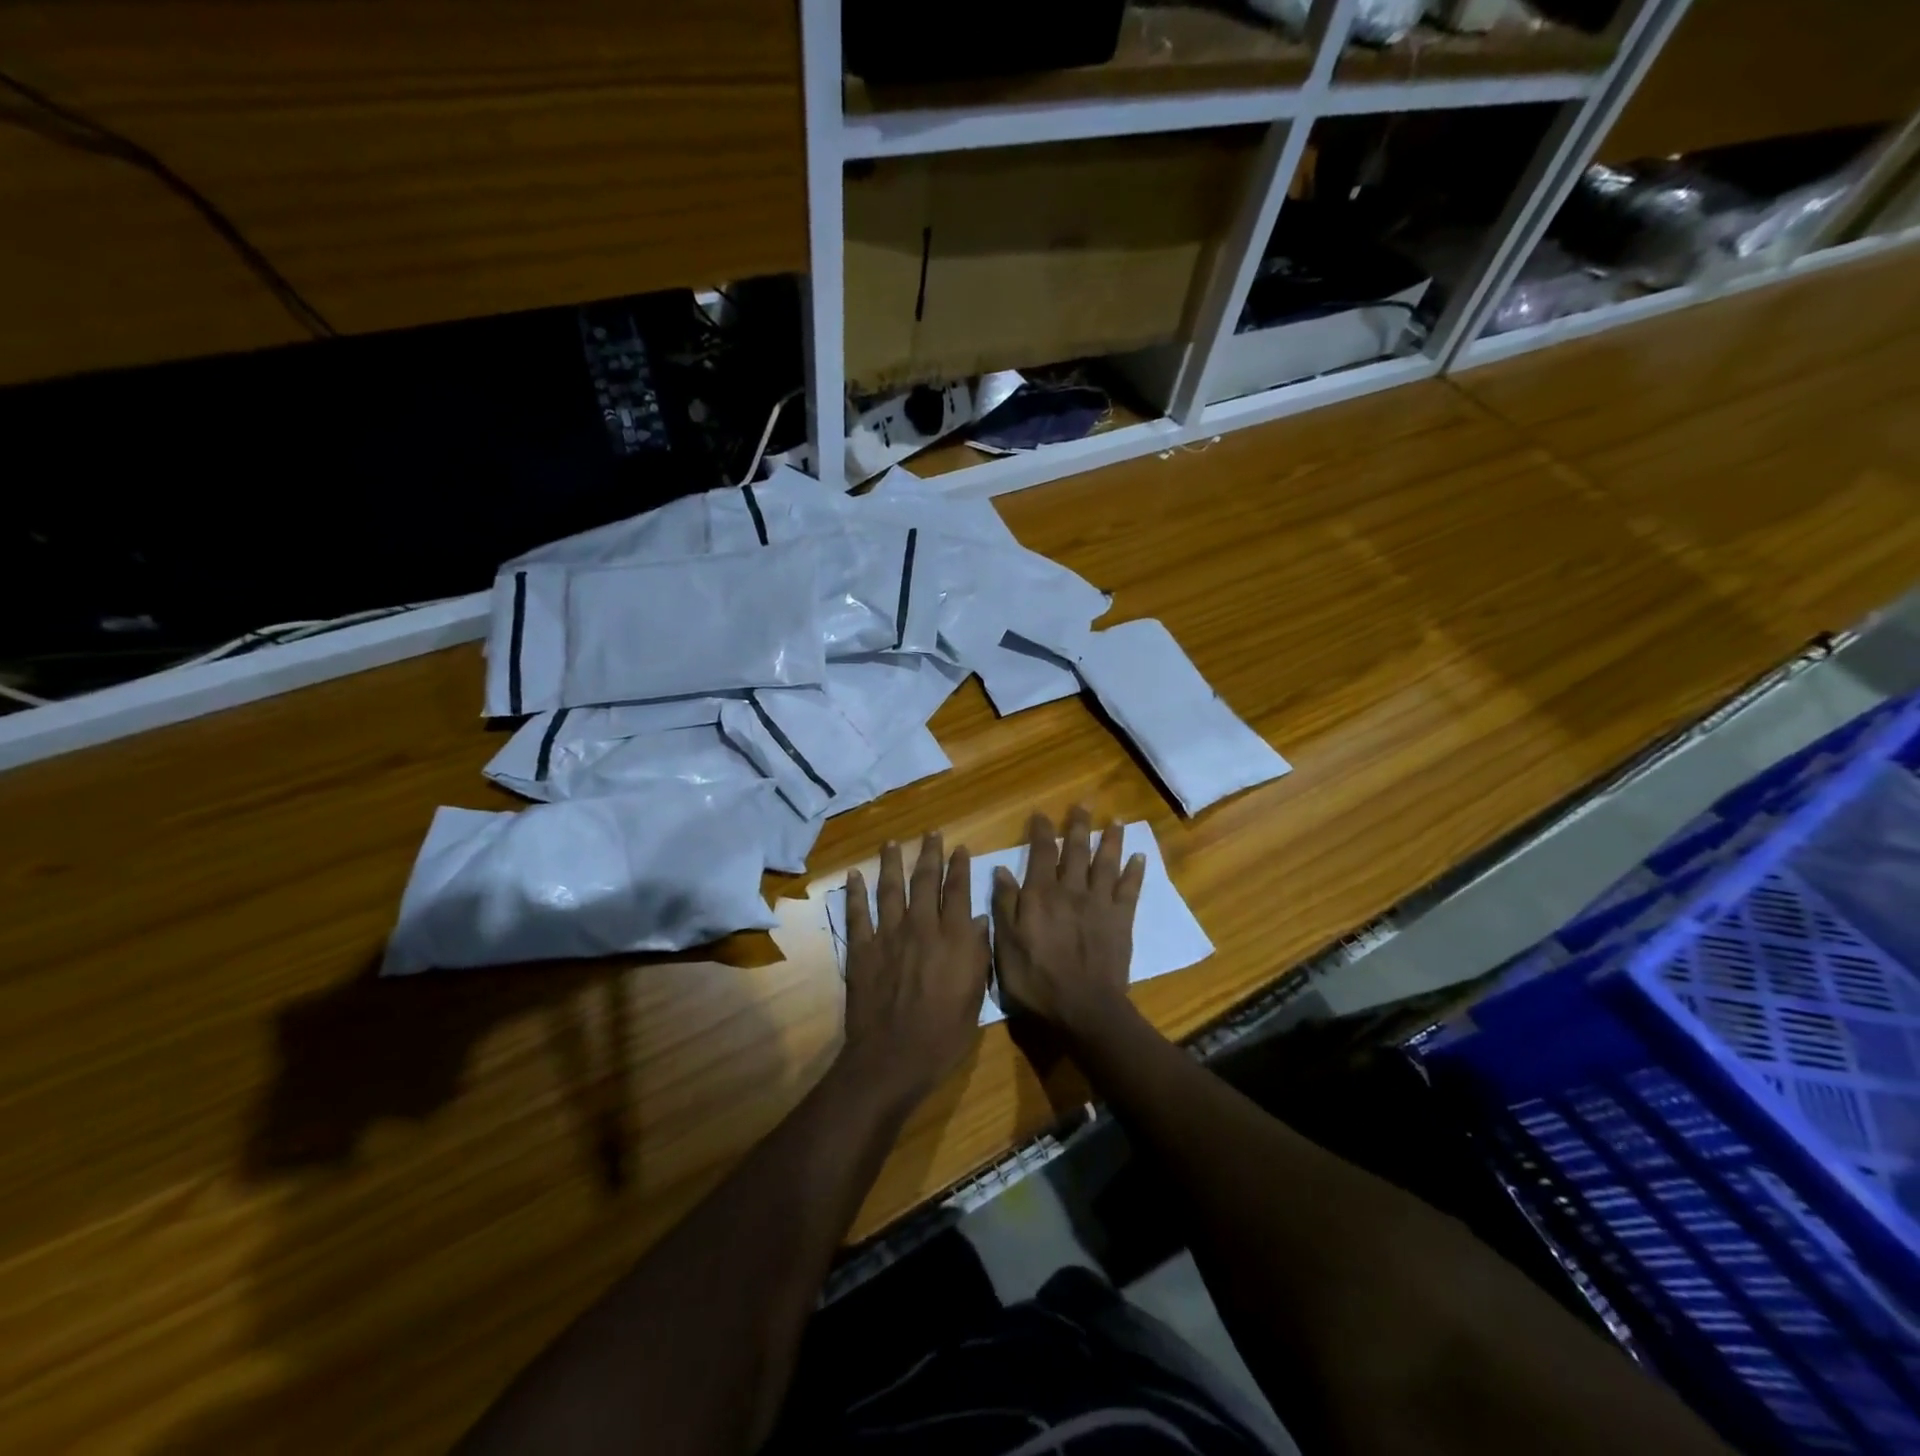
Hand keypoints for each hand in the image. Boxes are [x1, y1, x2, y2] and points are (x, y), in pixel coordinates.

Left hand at [841, 833, 991, 1108]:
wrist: (894, 1057)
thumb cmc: (944, 1033)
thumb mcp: (975, 996)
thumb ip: (977, 953)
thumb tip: (980, 918)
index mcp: (953, 938)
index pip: (958, 891)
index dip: (960, 867)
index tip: (960, 848)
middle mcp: (922, 927)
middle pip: (925, 881)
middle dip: (930, 854)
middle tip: (931, 833)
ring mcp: (888, 935)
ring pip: (890, 889)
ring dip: (891, 863)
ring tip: (892, 843)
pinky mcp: (862, 949)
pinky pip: (857, 914)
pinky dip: (855, 893)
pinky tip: (853, 875)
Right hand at [991, 807, 1145, 1044]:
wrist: (1084, 1007)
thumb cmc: (1037, 979)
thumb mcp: (1006, 944)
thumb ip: (1005, 905)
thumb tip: (1002, 869)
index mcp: (1041, 894)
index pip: (1041, 853)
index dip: (1041, 832)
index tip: (1041, 814)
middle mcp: (1071, 890)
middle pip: (1076, 851)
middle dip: (1078, 826)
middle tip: (1084, 804)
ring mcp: (1099, 904)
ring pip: (1105, 863)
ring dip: (1110, 840)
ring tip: (1115, 821)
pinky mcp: (1121, 920)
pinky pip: (1129, 889)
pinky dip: (1135, 871)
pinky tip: (1140, 856)